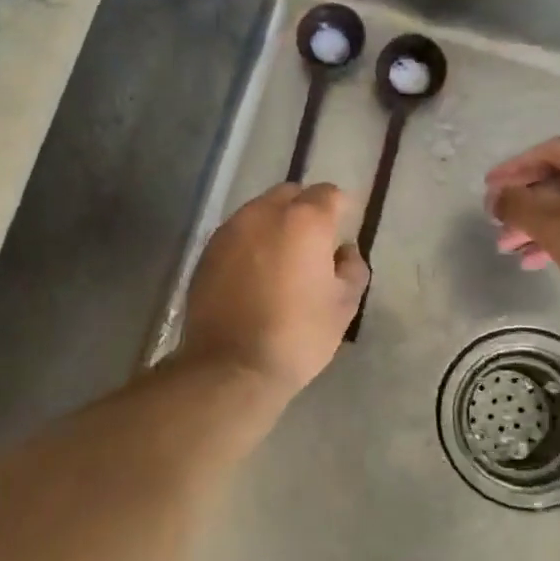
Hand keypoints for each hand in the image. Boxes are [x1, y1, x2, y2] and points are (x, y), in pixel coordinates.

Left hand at [181, 183, 369, 394]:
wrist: (230, 366)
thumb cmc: (297, 336)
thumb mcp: (343, 306)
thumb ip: (352, 268)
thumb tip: (344, 251)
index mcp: (304, 221)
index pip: (328, 194)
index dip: (339, 210)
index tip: (341, 232)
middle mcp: (263, 213)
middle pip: (290, 194)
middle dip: (304, 210)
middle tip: (313, 244)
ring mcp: (230, 230)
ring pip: (259, 211)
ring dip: (274, 225)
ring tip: (281, 260)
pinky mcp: (207, 251)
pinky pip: (237, 233)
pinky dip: (250, 243)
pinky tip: (254, 273)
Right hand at [485, 134, 559, 313]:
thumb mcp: (555, 226)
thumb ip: (518, 205)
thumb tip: (497, 196)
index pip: (548, 152)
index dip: (512, 171)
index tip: (488, 190)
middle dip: (528, 206)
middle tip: (501, 229)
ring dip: (547, 225)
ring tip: (517, 252)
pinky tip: (548, 258)